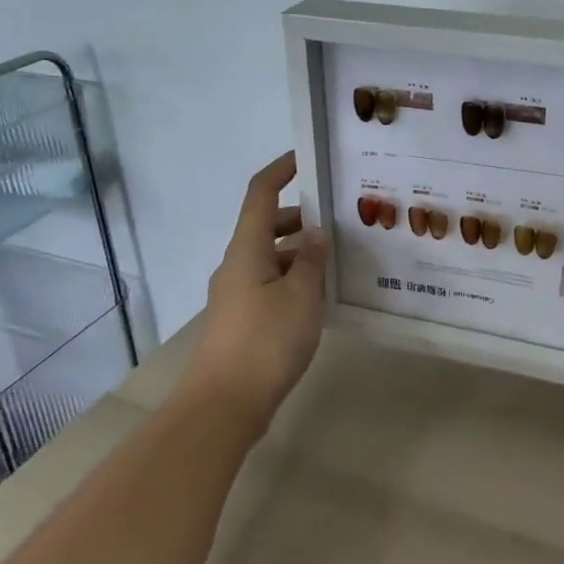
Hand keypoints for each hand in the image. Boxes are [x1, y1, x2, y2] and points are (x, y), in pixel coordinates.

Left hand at [183, 152, 329, 430]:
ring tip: (338, 260)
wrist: (224, 405)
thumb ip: (311, 259)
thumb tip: (314, 233)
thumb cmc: (265, 341)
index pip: (261, 193)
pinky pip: (270, 284)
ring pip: (270, 258)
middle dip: (300, 217)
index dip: (281, 170)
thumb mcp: (302, 296)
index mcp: (248, 248)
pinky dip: (293, 280)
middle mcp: (237, 264)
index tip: (305, 158)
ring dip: (299, 253)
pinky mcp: (241, 320)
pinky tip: (320, 298)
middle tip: (339, 219)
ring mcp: (236, 294)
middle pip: (267, 225)